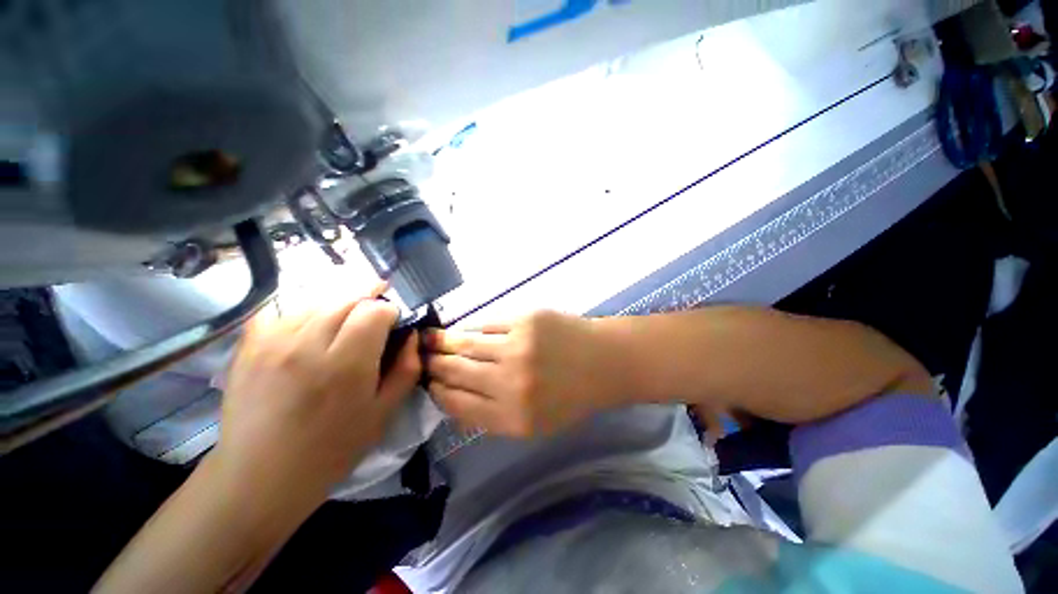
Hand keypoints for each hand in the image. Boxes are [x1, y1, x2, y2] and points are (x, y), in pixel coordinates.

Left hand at [214, 293, 420, 512]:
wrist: (260, 476)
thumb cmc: (332, 448)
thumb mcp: (384, 412)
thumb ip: (407, 368)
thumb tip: (412, 336)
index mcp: (346, 364)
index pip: (375, 310)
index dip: (390, 312)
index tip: (392, 326)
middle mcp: (307, 344)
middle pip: (347, 298)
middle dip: (368, 302)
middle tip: (374, 320)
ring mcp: (272, 342)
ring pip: (317, 300)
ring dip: (339, 306)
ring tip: (344, 325)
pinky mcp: (249, 345)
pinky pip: (282, 310)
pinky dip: (304, 312)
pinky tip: (310, 329)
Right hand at [425, 310, 618, 437]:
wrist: (603, 362)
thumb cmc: (571, 397)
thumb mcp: (534, 424)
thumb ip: (491, 416)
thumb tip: (452, 397)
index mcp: (512, 418)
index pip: (457, 403)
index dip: (437, 391)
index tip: (427, 383)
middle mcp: (510, 383)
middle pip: (456, 371)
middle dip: (432, 365)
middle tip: (419, 358)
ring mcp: (517, 347)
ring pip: (465, 343)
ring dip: (442, 342)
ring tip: (427, 339)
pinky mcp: (524, 320)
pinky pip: (486, 323)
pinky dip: (470, 328)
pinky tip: (462, 329)